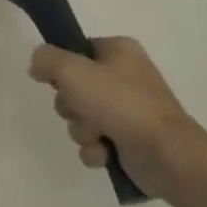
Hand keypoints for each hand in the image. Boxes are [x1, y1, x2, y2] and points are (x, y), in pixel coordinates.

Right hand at [28, 37, 206, 201]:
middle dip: (71, 106)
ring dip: (82, 130)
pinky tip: (105, 154)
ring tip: (99, 137)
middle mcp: (124, 76)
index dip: (61, 67)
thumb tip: (37, 65)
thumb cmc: (122, 104)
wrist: (168, 156)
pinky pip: (94, 141)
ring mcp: (128, 109)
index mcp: (119, 51)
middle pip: (73, 87)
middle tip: (84, 110)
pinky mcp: (129, 139)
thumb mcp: (73, 71)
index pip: (76, 50)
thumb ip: (46, 59)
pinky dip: (95, 149)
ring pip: (80, 116)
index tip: (60, 80)